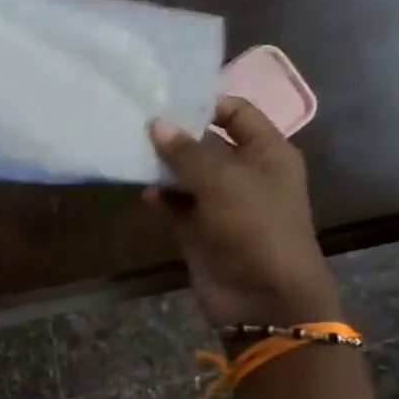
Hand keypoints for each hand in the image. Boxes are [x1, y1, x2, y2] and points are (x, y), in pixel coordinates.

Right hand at [145, 97, 340, 328]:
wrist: (264, 297)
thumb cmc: (255, 226)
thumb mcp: (223, 180)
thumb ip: (186, 151)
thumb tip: (156, 124)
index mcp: (267, 153)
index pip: (236, 113)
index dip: (205, 104)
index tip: (166, 101)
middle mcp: (245, 174)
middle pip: (206, 143)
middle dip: (175, 135)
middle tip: (136, 122)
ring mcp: (221, 205)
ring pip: (187, 176)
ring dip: (163, 167)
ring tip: (131, 154)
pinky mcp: (200, 231)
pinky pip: (176, 206)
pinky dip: (160, 198)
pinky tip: (142, 191)